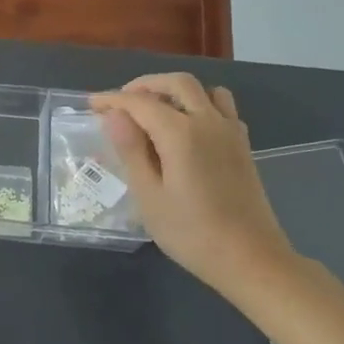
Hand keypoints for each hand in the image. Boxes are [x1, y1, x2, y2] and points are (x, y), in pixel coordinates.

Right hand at [88, 73, 300, 298]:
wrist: (251, 260)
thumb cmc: (192, 233)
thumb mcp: (149, 196)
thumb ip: (131, 150)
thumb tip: (114, 115)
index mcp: (181, 133)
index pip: (140, 102)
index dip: (112, 99)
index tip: (92, 105)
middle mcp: (208, 122)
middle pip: (177, 83)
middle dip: (146, 85)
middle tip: (122, 102)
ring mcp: (231, 132)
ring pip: (205, 90)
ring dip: (177, 91)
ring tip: (156, 110)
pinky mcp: (243, 146)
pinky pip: (222, 108)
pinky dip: (201, 105)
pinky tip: (188, 129)